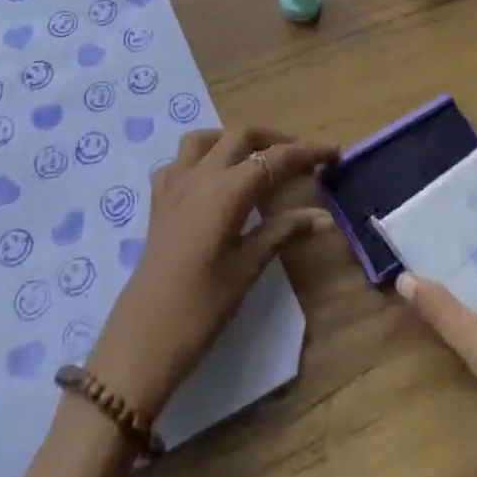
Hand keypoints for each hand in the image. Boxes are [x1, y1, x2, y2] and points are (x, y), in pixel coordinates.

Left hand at [86, 127, 337, 418]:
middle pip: (241, 136)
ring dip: (234, 140)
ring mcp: (174, 185)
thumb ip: (283, 232)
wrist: (142, 341)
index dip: (306, 152)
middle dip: (274, 139)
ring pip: (206, 139)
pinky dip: (200, 159)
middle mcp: (200, 176)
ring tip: (255, 159)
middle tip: (301, 158)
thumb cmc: (201, 308)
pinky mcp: (158, 202)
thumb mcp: (248, 268)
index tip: (333, 151)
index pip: (274, 159)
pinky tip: (211, 181)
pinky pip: (179, 162)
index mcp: (226, 190)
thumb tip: (325, 218)